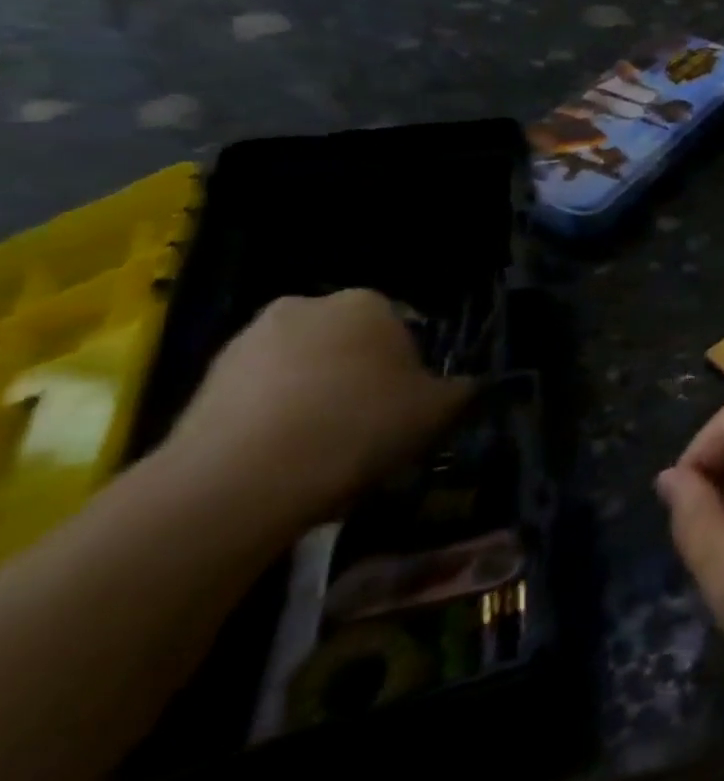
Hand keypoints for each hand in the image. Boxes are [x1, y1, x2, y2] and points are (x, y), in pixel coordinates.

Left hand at [160, 291, 471, 517]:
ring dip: (316, 395)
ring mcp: (246, 342)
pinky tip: (288, 457)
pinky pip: (260, 395)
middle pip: (348, 343)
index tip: (412, 403)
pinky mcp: (202, 382)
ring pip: (302, 368)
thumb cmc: (361, 425)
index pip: (404, 327)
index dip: (412, 367)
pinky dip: (276, 417)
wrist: (244, 478)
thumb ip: (460, 388)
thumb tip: (462, 385)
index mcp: (367, 302)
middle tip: (373, 423)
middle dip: (359, 374)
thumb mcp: (440, 409)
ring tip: (328, 447)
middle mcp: (306, 306)